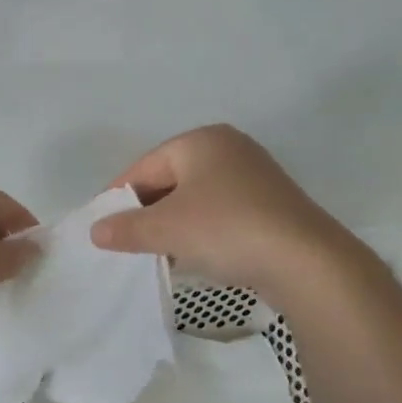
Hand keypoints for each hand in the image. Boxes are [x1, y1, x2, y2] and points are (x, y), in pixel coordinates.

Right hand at [90, 124, 358, 300]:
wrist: (305, 261)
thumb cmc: (226, 230)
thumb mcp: (167, 230)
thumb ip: (127, 228)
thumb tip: (96, 231)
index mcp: (201, 141)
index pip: (144, 166)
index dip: (118, 196)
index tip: (101, 226)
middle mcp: (228, 148)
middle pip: (170, 179)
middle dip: (146, 212)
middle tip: (125, 241)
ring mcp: (253, 176)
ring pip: (195, 198)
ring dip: (172, 224)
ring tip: (155, 253)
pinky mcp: (269, 204)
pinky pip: (219, 213)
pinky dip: (200, 230)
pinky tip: (192, 255)